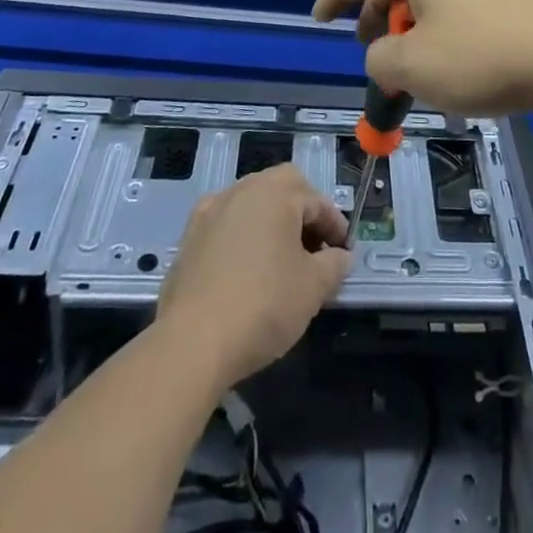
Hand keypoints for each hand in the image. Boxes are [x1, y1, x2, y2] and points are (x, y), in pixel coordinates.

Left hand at [154, 164, 351, 392]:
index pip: (316, 200)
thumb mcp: (313, 287)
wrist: (192, 343)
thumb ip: (334, 265)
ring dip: (271, 224)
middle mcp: (242, 190)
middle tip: (314, 249)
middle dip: (302, 214)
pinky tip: (245, 270)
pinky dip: (242, 238)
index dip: (335, 226)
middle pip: (282, 189)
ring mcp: (210, 212)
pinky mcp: (188, 238)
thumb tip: (340, 257)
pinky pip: (226, 226)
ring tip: (281, 261)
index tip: (344, 253)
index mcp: (276, 192)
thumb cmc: (263, 305)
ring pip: (251, 205)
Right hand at [312, 0, 532, 115]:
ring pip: (427, 1)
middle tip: (373, 56)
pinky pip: (455, 12)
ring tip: (414, 72)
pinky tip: (452, 70)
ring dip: (408, 33)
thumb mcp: (414, 66)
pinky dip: (438, 36)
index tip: (318, 20)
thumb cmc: (481, 57)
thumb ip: (380, 60)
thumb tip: (385, 56)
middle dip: (375, 20)